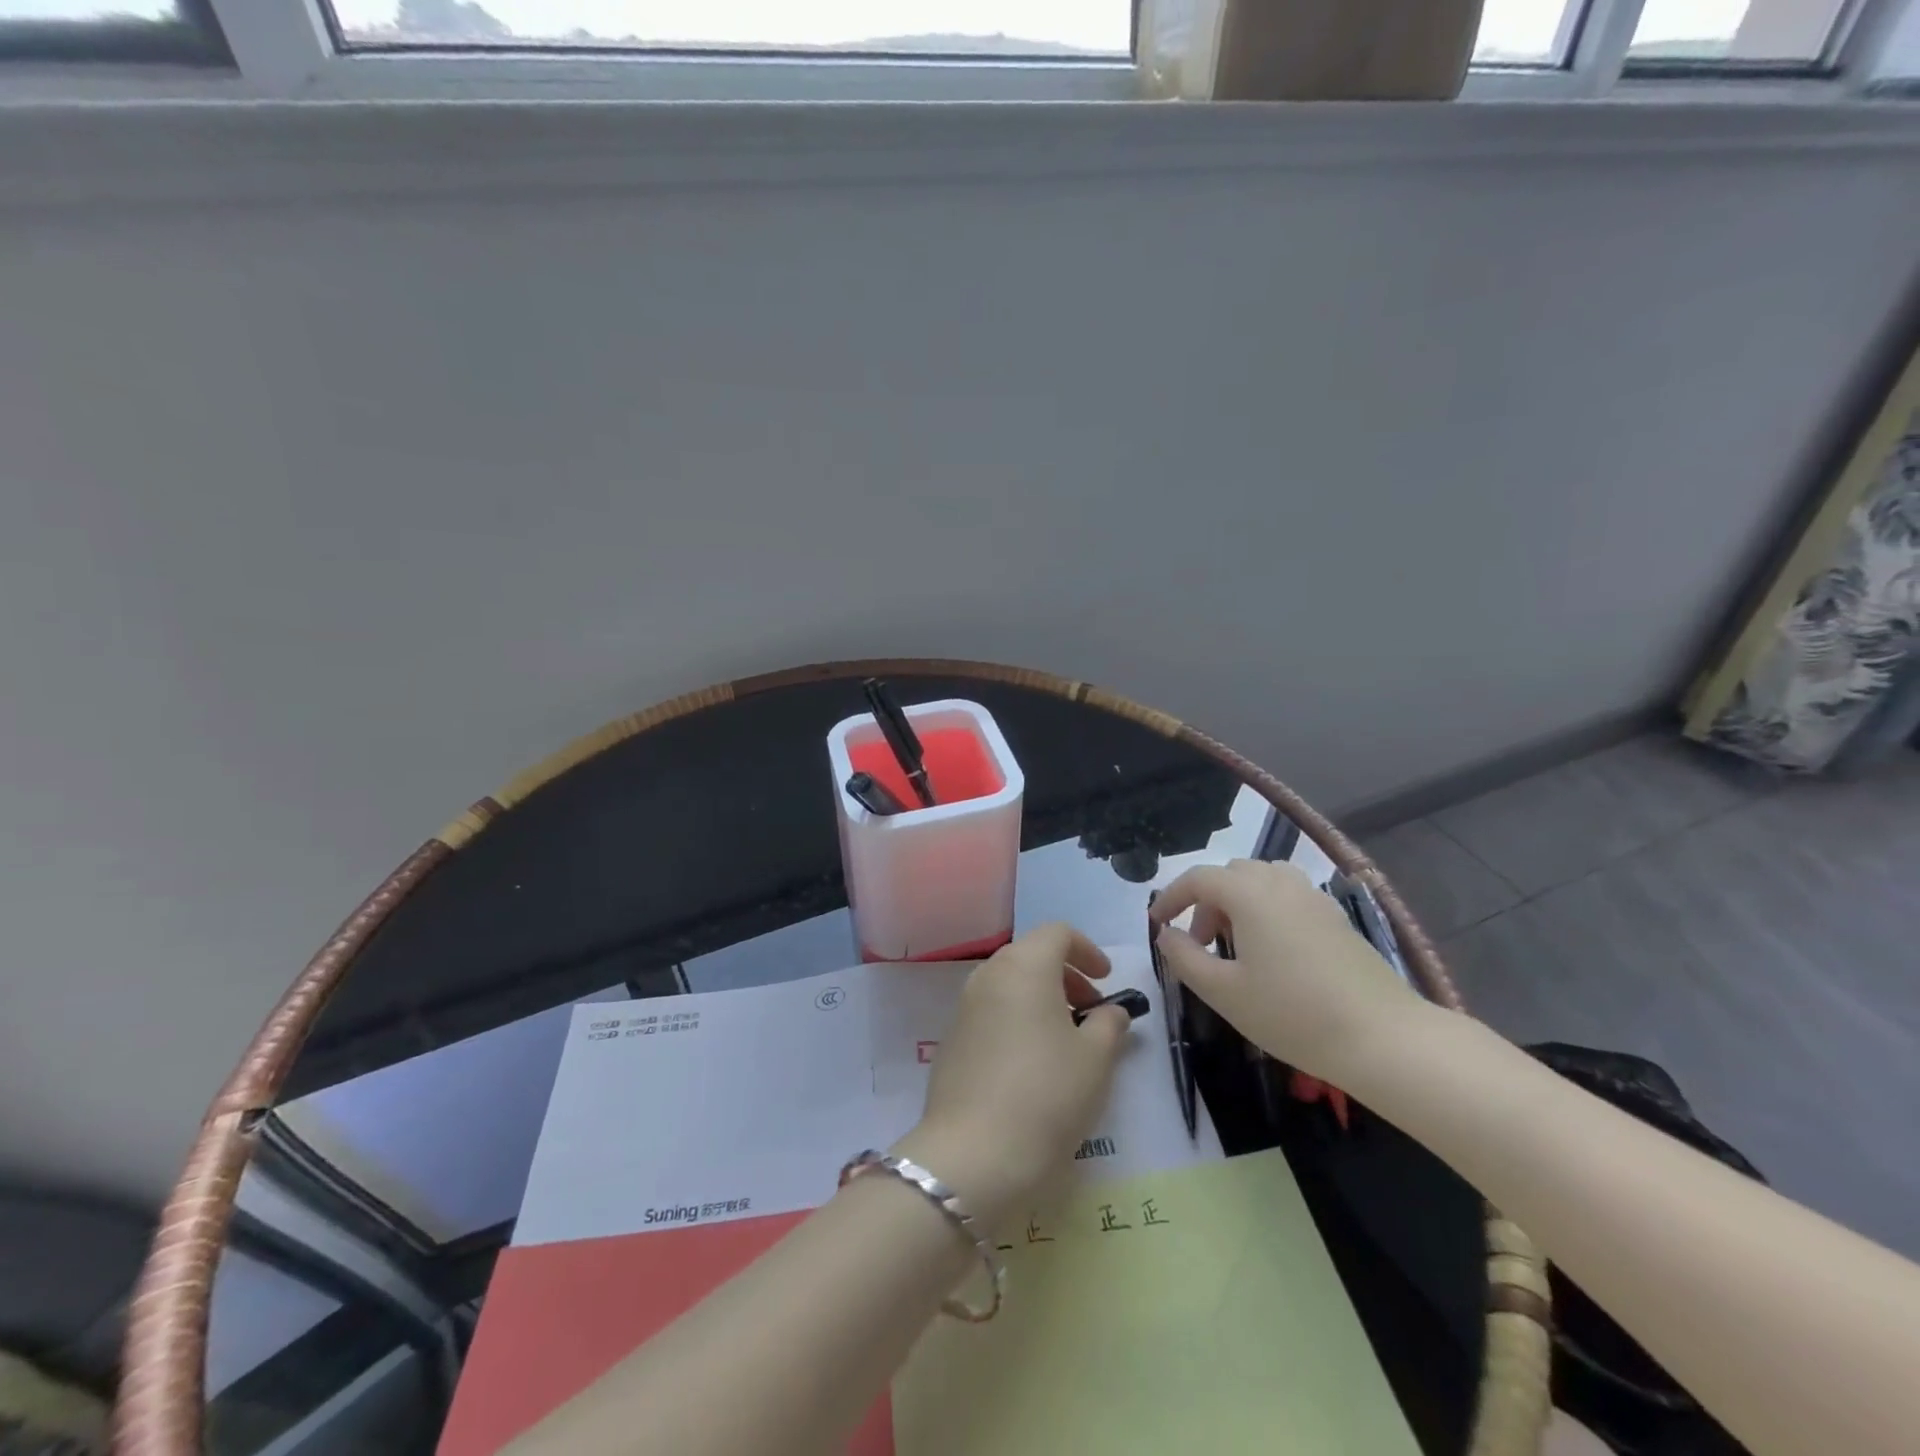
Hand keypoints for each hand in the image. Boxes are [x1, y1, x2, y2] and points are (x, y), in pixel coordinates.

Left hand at [894, 924, 1131, 1228]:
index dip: (1087, 950)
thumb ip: (1109, 1024)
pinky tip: (1033, 1062)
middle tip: (1092, 1011)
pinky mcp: (952, 1039)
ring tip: (1067, 1040)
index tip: (1107, 980)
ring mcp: (964, 1006)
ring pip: (1010, 984)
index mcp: (1024, 966)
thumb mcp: (1095, 1059)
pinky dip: (1017, 1019)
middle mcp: (989, 974)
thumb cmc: (1046, 1094)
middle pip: (1031, 955)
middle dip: (1066, 975)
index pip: (1057, 933)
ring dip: (1041, 998)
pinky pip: (992, 1011)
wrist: (973, 1154)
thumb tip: (1111, 1011)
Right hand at [1151, 859, 1430, 1087]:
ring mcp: (1313, 898)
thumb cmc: (1292, 1014)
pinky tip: (1273, 953)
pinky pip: (1288, 896)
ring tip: (1236, 945)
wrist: (1383, 1038)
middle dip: (1205, 902)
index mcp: (1249, 894)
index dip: (1171, 897)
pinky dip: (1267, 910)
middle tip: (1199, 943)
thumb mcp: (1223, 992)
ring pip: (1262, 881)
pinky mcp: (1336, 918)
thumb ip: (1184, 957)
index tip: (1157, 924)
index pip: (1198, 878)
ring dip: (1238, 903)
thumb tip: (1166, 934)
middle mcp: (1281, 883)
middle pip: (1231, 875)